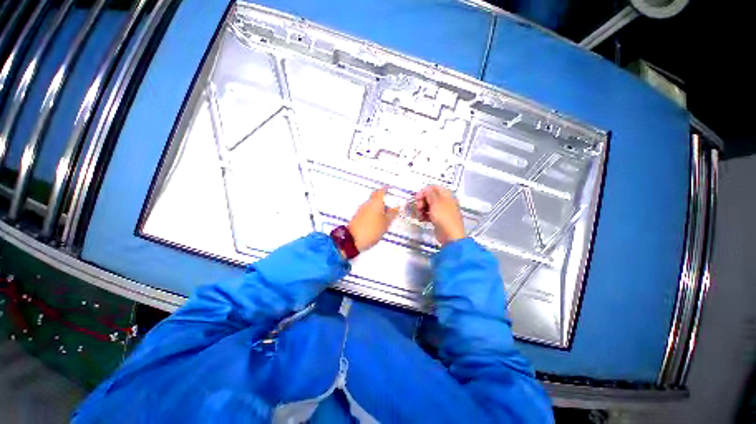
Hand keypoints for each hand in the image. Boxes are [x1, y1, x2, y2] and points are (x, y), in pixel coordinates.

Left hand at [348, 188, 398, 251]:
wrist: (353, 239)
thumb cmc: (373, 229)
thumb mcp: (386, 223)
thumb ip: (392, 214)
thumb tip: (396, 207)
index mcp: (376, 201)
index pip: (382, 190)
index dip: (387, 189)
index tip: (392, 190)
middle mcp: (368, 202)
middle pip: (376, 196)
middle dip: (384, 198)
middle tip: (392, 205)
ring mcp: (362, 209)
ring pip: (372, 204)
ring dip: (379, 206)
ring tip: (387, 216)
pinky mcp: (358, 216)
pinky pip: (368, 210)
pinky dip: (374, 212)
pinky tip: (379, 220)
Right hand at [415, 186, 464, 245]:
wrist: (450, 236)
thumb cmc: (444, 218)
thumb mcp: (436, 202)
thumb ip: (430, 193)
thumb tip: (426, 189)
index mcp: (446, 195)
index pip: (433, 188)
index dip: (424, 192)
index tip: (417, 197)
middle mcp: (445, 202)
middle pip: (430, 197)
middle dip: (422, 201)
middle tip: (419, 207)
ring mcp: (442, 211)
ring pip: (428, 206)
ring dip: (422, 209)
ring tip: (420, 215)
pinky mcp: (439, 219)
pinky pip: (429, 214)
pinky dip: (424, 215)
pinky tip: (422, 219)